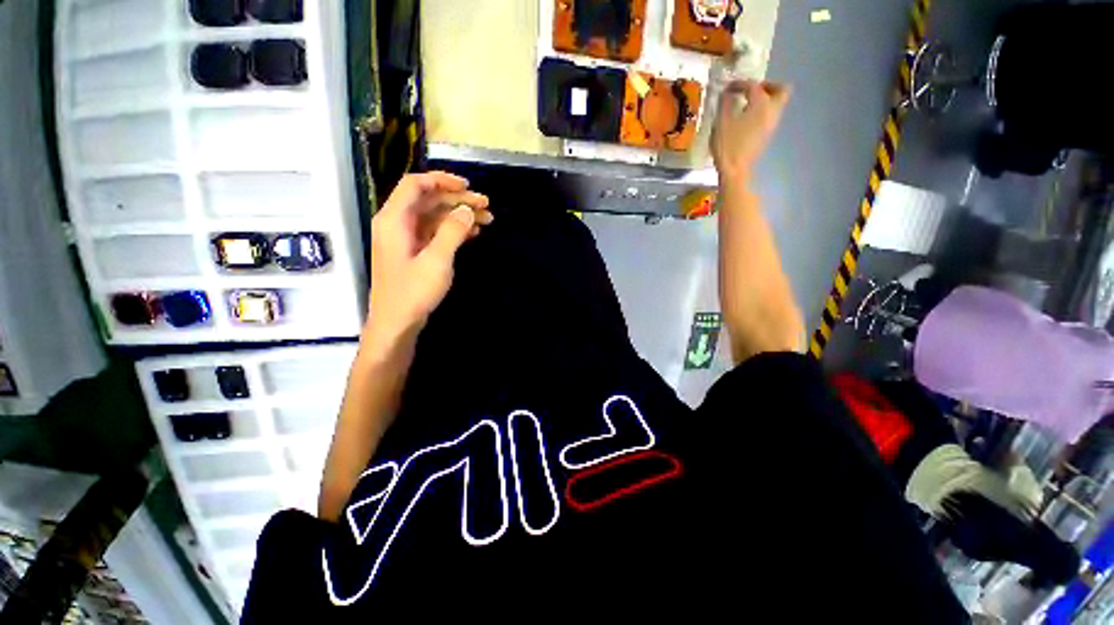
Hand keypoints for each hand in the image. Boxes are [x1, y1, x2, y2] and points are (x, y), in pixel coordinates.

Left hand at [363, 172, 491, 355]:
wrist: (397, 323)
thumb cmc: (413, 292)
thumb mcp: (437, 261)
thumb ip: (452, 231)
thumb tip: (467, 210)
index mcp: (395, 219)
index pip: (415, 185)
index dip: (442, 180)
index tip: (468, 186)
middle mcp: (398, 223)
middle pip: (429, 200)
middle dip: (458, 200)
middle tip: (487, 206)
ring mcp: (406, 238)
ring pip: (435, 216)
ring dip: (460, 215)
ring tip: (487, 220)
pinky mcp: (415, 252)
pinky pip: (436, 232)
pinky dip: (454, 230)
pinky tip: (473, 233)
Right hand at [711, 80, 790, 185]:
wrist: (735, 170)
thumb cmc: (728, 145)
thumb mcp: (721, 121)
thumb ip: (725, 103)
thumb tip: (727, 93)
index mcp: (761, 103)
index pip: (753, 85)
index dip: (740, 84)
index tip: (728, 87)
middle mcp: (772, 110)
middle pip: (781, 90)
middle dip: (768, 86)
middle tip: (752, 90)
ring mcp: (772, 124)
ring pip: (777, 103)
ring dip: (765, 99)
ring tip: (746, 104)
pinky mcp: (767, 135)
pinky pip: (770, 115)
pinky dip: (761, 112)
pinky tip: (746, 119)